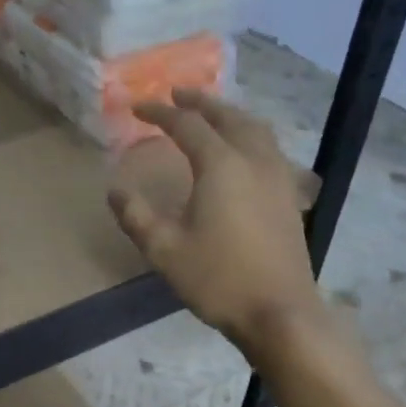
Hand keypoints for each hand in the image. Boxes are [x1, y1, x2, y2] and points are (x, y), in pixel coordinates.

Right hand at [108, 90, 322, 350]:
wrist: (279, 311)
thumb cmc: (218, 279)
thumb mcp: (165, 250)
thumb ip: (136, 216)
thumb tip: (115, 190)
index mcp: (221, 165)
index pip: (187, 125)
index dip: (160, 113)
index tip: (137, 107)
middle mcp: (253, 160)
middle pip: (227, 116)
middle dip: (200, 102)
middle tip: (177, 94)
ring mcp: (278, 177)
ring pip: (255, 129)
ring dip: (229, 115)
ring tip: (211, 115)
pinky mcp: (290, 196)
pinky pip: (269, 149)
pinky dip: (250, 136)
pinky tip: (243, 153)